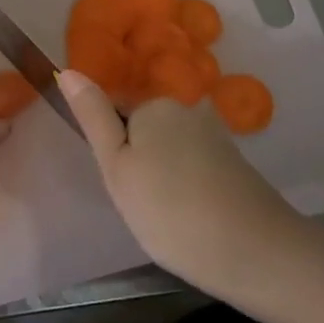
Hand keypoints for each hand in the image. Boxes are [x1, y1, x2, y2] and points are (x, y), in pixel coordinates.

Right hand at [58, 69, 297, 290]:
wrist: (255, 252)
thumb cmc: (169, 209)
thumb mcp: (116, 165)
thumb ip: (93, 117)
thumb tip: (67, 70)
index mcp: (155, 103)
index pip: (115, 111)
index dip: (112, 150)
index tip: (123, 184)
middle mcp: (188, 108)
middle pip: (144, 130)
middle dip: (138, 161)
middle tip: (140, 203)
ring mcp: (215, 135)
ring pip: (169, 151)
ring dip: (163, 177)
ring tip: (167, 216)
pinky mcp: (234, 162)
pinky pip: (194, 167)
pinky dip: (187, 188)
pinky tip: (192, 217)